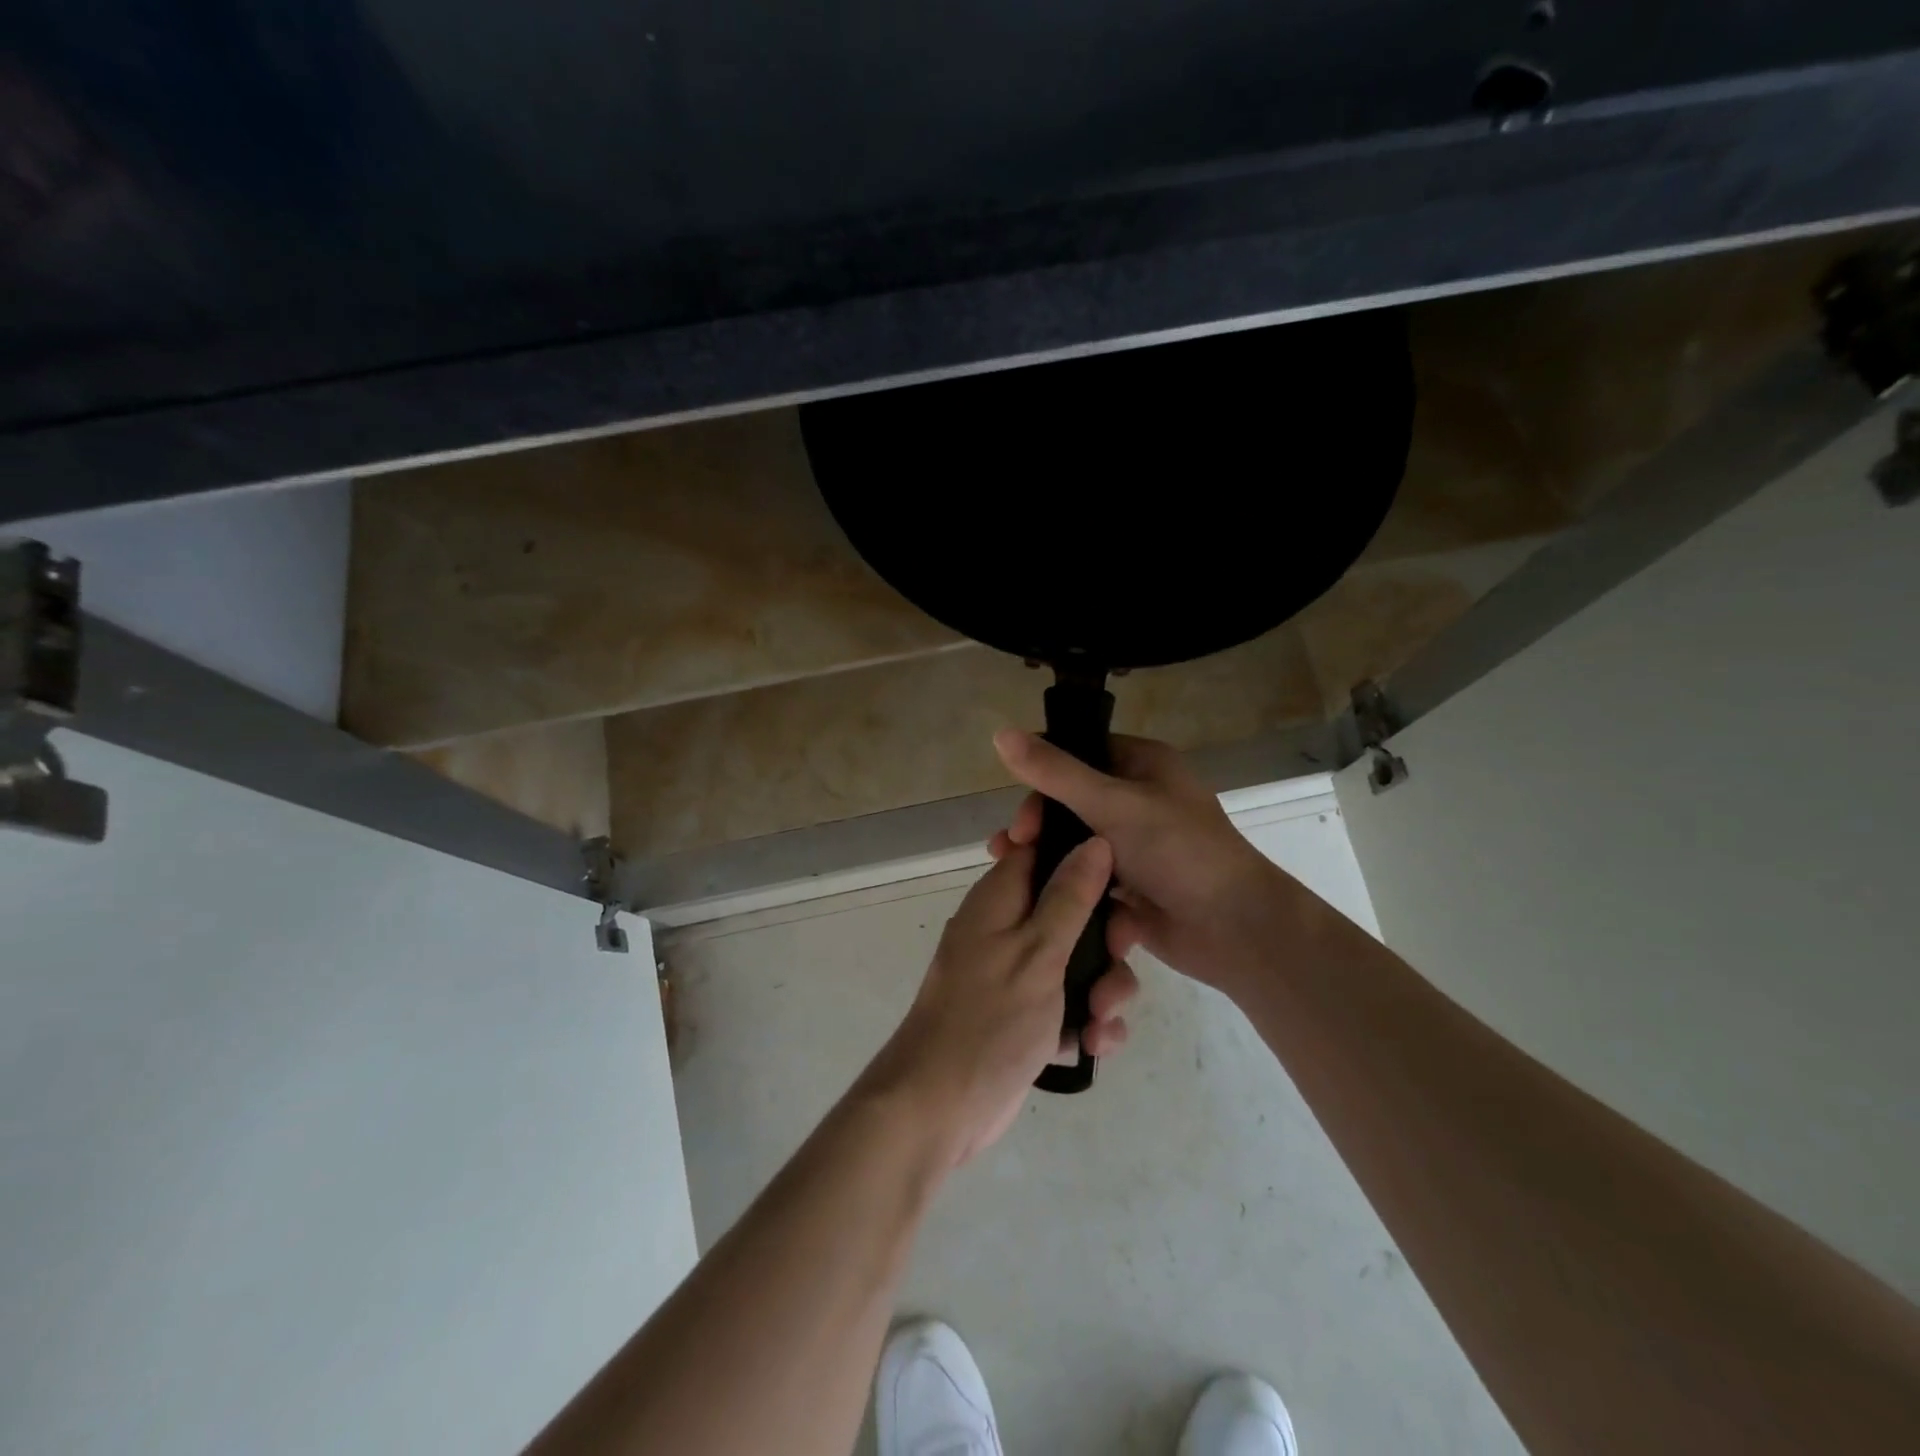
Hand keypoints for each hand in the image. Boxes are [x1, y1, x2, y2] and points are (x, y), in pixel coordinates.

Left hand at [859, 837, 1139, 1166]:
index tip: (1121, 880)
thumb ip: (1069, 897)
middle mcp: (1009, 927)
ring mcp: (1019, 973)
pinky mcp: (1029, 1014)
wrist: (941, 1107)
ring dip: (1104, 988)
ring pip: (1081, 959)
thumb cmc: (988, 1019)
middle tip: (1117, 957)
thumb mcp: (1037, 952)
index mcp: (1002, 898)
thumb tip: (1095, 842)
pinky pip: (1073, 1002)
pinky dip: (1089, 1021)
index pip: (1045, 850)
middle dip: (1106, 938)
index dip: (1084, 856)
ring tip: (1099, 1022)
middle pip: (1075, 908)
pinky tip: (1093, 1046)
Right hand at [992, 729, 1283, 995]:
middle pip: (1070, 799)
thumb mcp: (1113, 804)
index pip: (1078, 752)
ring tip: (1011, 871)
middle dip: (1038, 822)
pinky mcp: (1131, 883)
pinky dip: (1066, 882)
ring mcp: (1135, 843)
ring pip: (1075, 839)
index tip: (1022, 810)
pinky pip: (1087, 874)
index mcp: (1143, 764)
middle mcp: (1138, 798)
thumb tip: (1000, 733)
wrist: (1233, 928)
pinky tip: (1036, 897)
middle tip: (1015, 846)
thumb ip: (1055, 772)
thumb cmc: (1178, 852)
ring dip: (1044, 853)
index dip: (1042, 775)